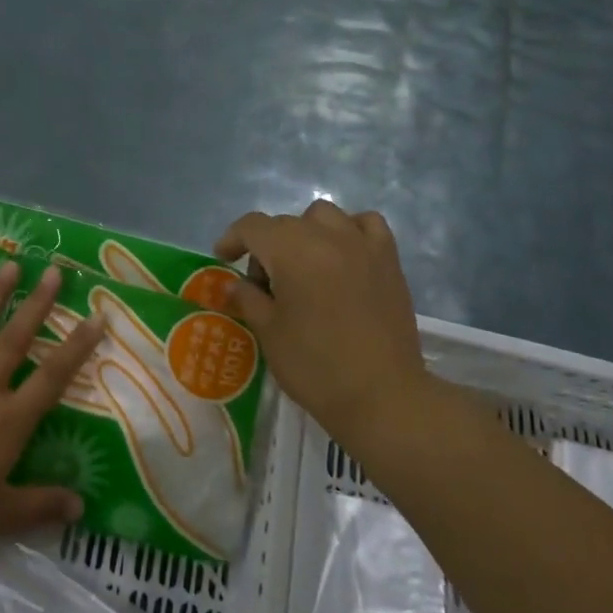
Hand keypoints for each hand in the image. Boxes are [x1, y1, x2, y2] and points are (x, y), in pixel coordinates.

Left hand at [0, 261, 105, 596]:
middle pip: (14, 342)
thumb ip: (42, 505)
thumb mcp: (0, 519)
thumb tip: (82, 507)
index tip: (96, 317)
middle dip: (36, 305)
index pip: (52, 377)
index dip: (77, 347)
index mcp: (7, 425)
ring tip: (7, 266)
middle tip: (52, 271)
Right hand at [215, 201, 427, 448]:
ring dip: (306, 233)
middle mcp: (327, 236)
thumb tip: (236, 284)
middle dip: (267, 246)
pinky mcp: (389, 260)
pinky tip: (344, 254)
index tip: (224, 260)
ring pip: (325, 216)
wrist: (381, 395)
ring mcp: (363, 244)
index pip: (253, 226)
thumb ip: (248, 299)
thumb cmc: (315, 366)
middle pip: (286, 223)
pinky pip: (366, 224)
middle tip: (264, 286)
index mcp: (292, 251)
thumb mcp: (268, 333)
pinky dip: (350, 230)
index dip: (232, 239)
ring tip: (304, 266)